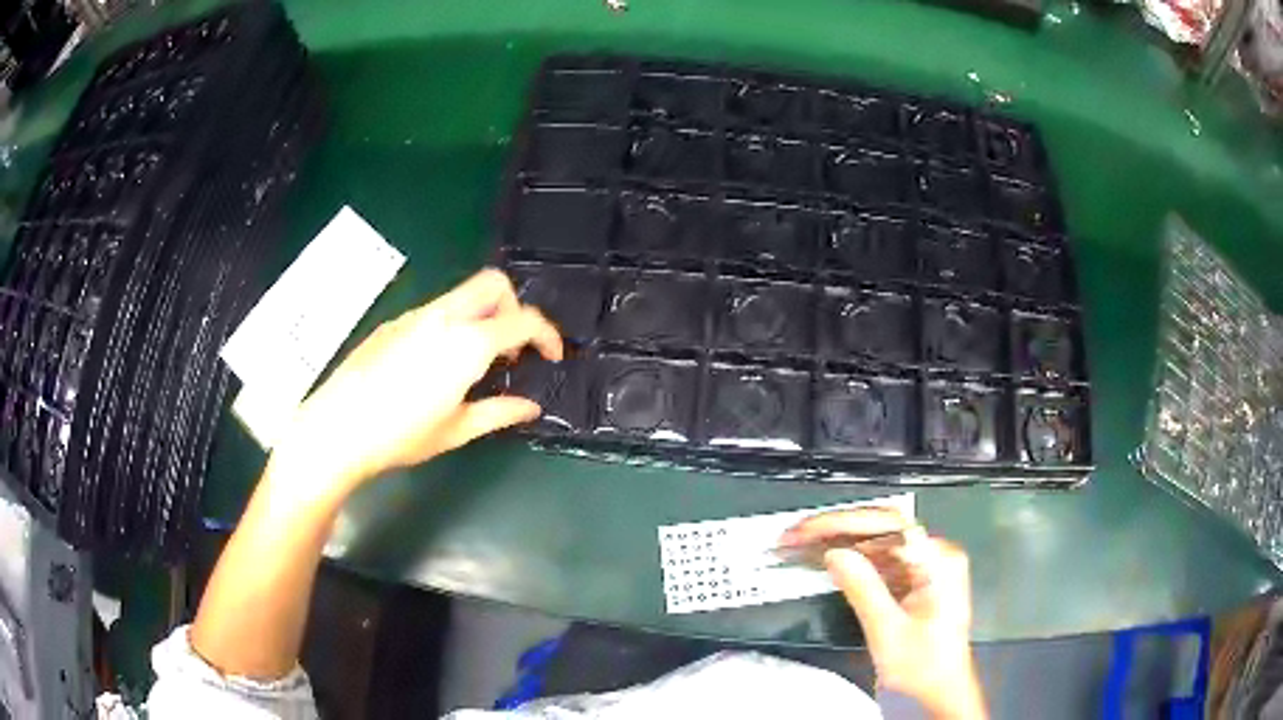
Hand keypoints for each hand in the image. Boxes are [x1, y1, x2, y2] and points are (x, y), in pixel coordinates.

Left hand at [271, 268, 561, 499]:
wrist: (337, 428)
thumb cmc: (401, 435)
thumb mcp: (457, 430)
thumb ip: (500, 412)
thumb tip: (530, 407)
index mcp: (467, 343)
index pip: (523, 319)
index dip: (547, 335)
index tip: (552, 357)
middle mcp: (443, 317)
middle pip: (493, 284)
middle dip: (514, 308)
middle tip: (512, 349)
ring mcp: (415, 316)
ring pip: (462, 296)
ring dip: (483, 317)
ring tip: (475, 364)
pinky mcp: (393, 323)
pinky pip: (436, 311)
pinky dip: (454, 325)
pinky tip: (436, 366)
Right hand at [782, 510, 985, 719]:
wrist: (940, 690)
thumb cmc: (924, 667)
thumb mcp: (888, 631)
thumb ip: (862, 589)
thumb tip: (835, 554)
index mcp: (938, 561)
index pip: (888, 525)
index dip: (844, 523)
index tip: (810, 530)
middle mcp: (935, 556)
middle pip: (880, 530)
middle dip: (836, 530)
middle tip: (797, 535)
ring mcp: (925, 567)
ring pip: (876, 544)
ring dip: (839, 544)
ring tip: (802, 545)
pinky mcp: (913, 580)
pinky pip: (878, 561)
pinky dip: (849, 561)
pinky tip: (825, 561)